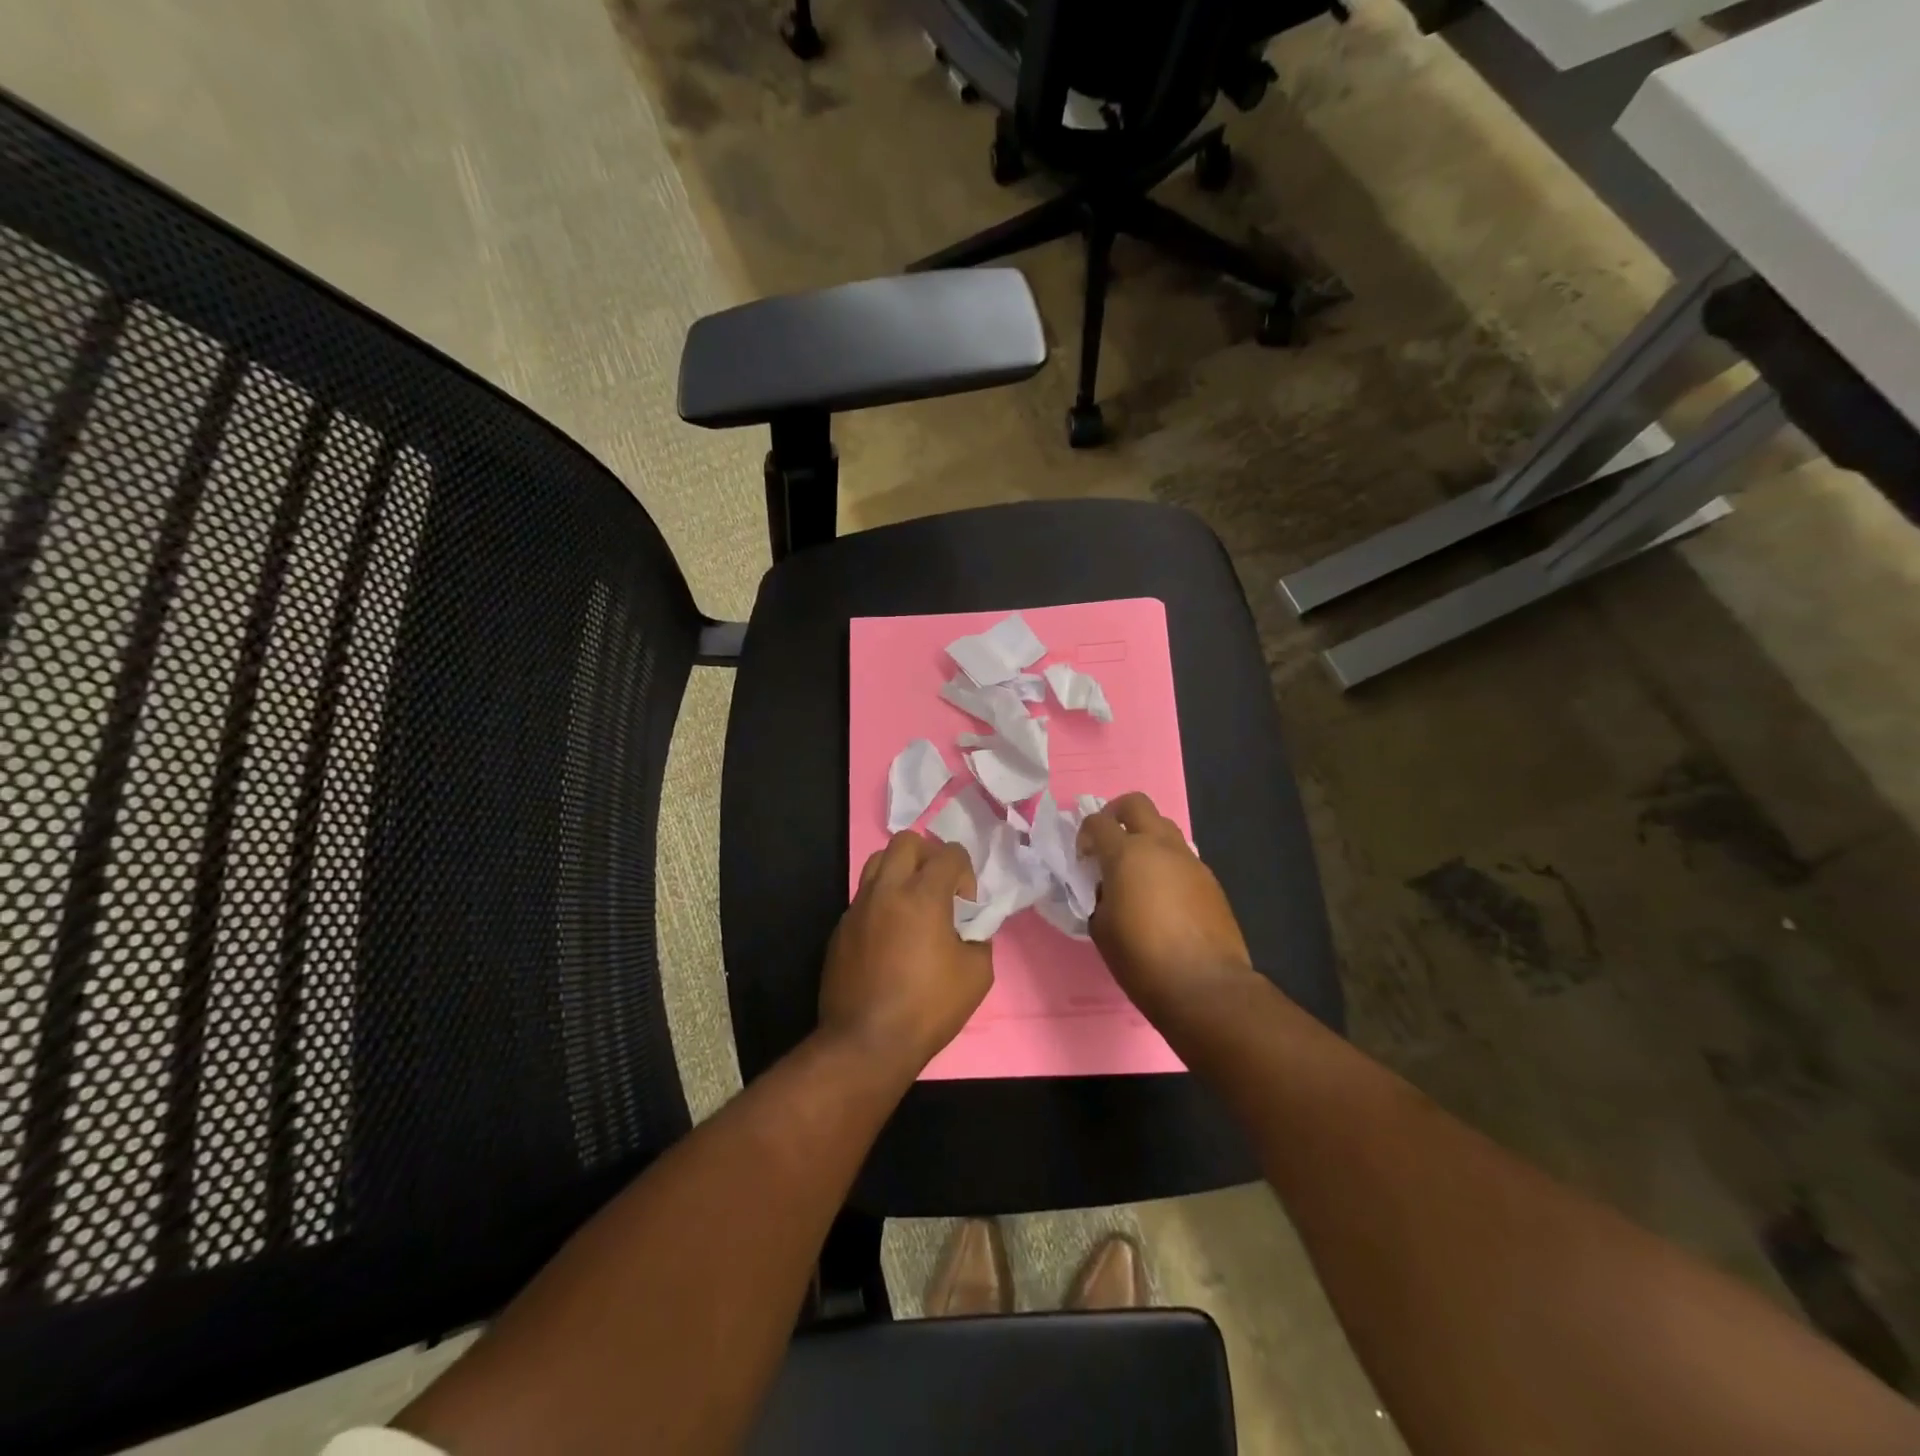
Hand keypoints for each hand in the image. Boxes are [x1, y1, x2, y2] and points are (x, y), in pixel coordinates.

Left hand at [819, 831, 993, 1076]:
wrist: (866, 1042)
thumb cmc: (928, 1007)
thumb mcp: (976, 974)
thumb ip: (978, 937)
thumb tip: (969, 927)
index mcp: (923, 895)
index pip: (949, 853)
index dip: (966, 872)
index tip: (967, 904)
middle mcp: (886, 890)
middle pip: (906, 841)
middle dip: (929, 856)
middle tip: (939, 888)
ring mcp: (858, 907)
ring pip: (877, 861)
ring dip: (900, 871)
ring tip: (912, 904)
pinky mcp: (840, 928)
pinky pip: (863, 896)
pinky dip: (881, 901)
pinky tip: (890, 935)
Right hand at [1078, 792, 1255, 1017]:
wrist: (1204, 986)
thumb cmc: (1141, 958)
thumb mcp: (1100, 927)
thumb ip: (1097, 895)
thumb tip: (1105, 886)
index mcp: (1126, 854)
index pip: (1097, 822)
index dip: (1084, 835)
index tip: (1082, 859)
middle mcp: (1160, 846)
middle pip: (1136, 804)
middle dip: (1116, 814)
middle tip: (1107, 842)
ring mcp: (1189, 860)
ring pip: (1163, 826)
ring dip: (1145, 837)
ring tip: (1136, 870)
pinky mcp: (1209, 879)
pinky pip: (1182, 856)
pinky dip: (1166, 862)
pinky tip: (1162, 895)